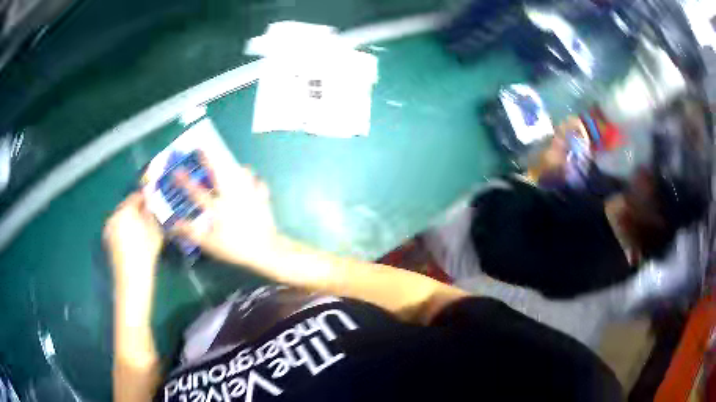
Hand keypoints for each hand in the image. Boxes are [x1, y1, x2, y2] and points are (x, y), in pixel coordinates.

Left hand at [104, 192, 163, 287]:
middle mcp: (113, 216)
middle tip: (149, 216)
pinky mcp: (108, 241)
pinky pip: (118, 229)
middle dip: (137, 210)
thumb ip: (152, 215)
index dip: (145, 198)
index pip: (135, 197)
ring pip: (122, 218)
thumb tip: (151, 205)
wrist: (132, 280)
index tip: (154, 202)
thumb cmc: (145, 254)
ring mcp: (109, 229)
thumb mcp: (154, 232)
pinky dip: (125, 230)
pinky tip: (134, 240)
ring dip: (131, 220)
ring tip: (142, 229)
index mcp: (125, 211)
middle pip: (126, 207)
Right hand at [173, 153, 277, 265]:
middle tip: (203, 147)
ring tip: (231, 163)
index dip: (185, 181)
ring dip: (235, 167)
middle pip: (220, 174)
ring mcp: (249, 195)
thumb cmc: (236, 248)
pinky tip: (253, 179)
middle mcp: (232, 196)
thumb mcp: (210, 245)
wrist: (266, 251)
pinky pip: (259, 184)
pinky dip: (255, 180)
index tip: (177, 170)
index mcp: (218, 207)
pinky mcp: (262, 199)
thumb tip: (172, 225)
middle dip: (210, 159)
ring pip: (241, 174)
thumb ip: (191, 233)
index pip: (197, 192)